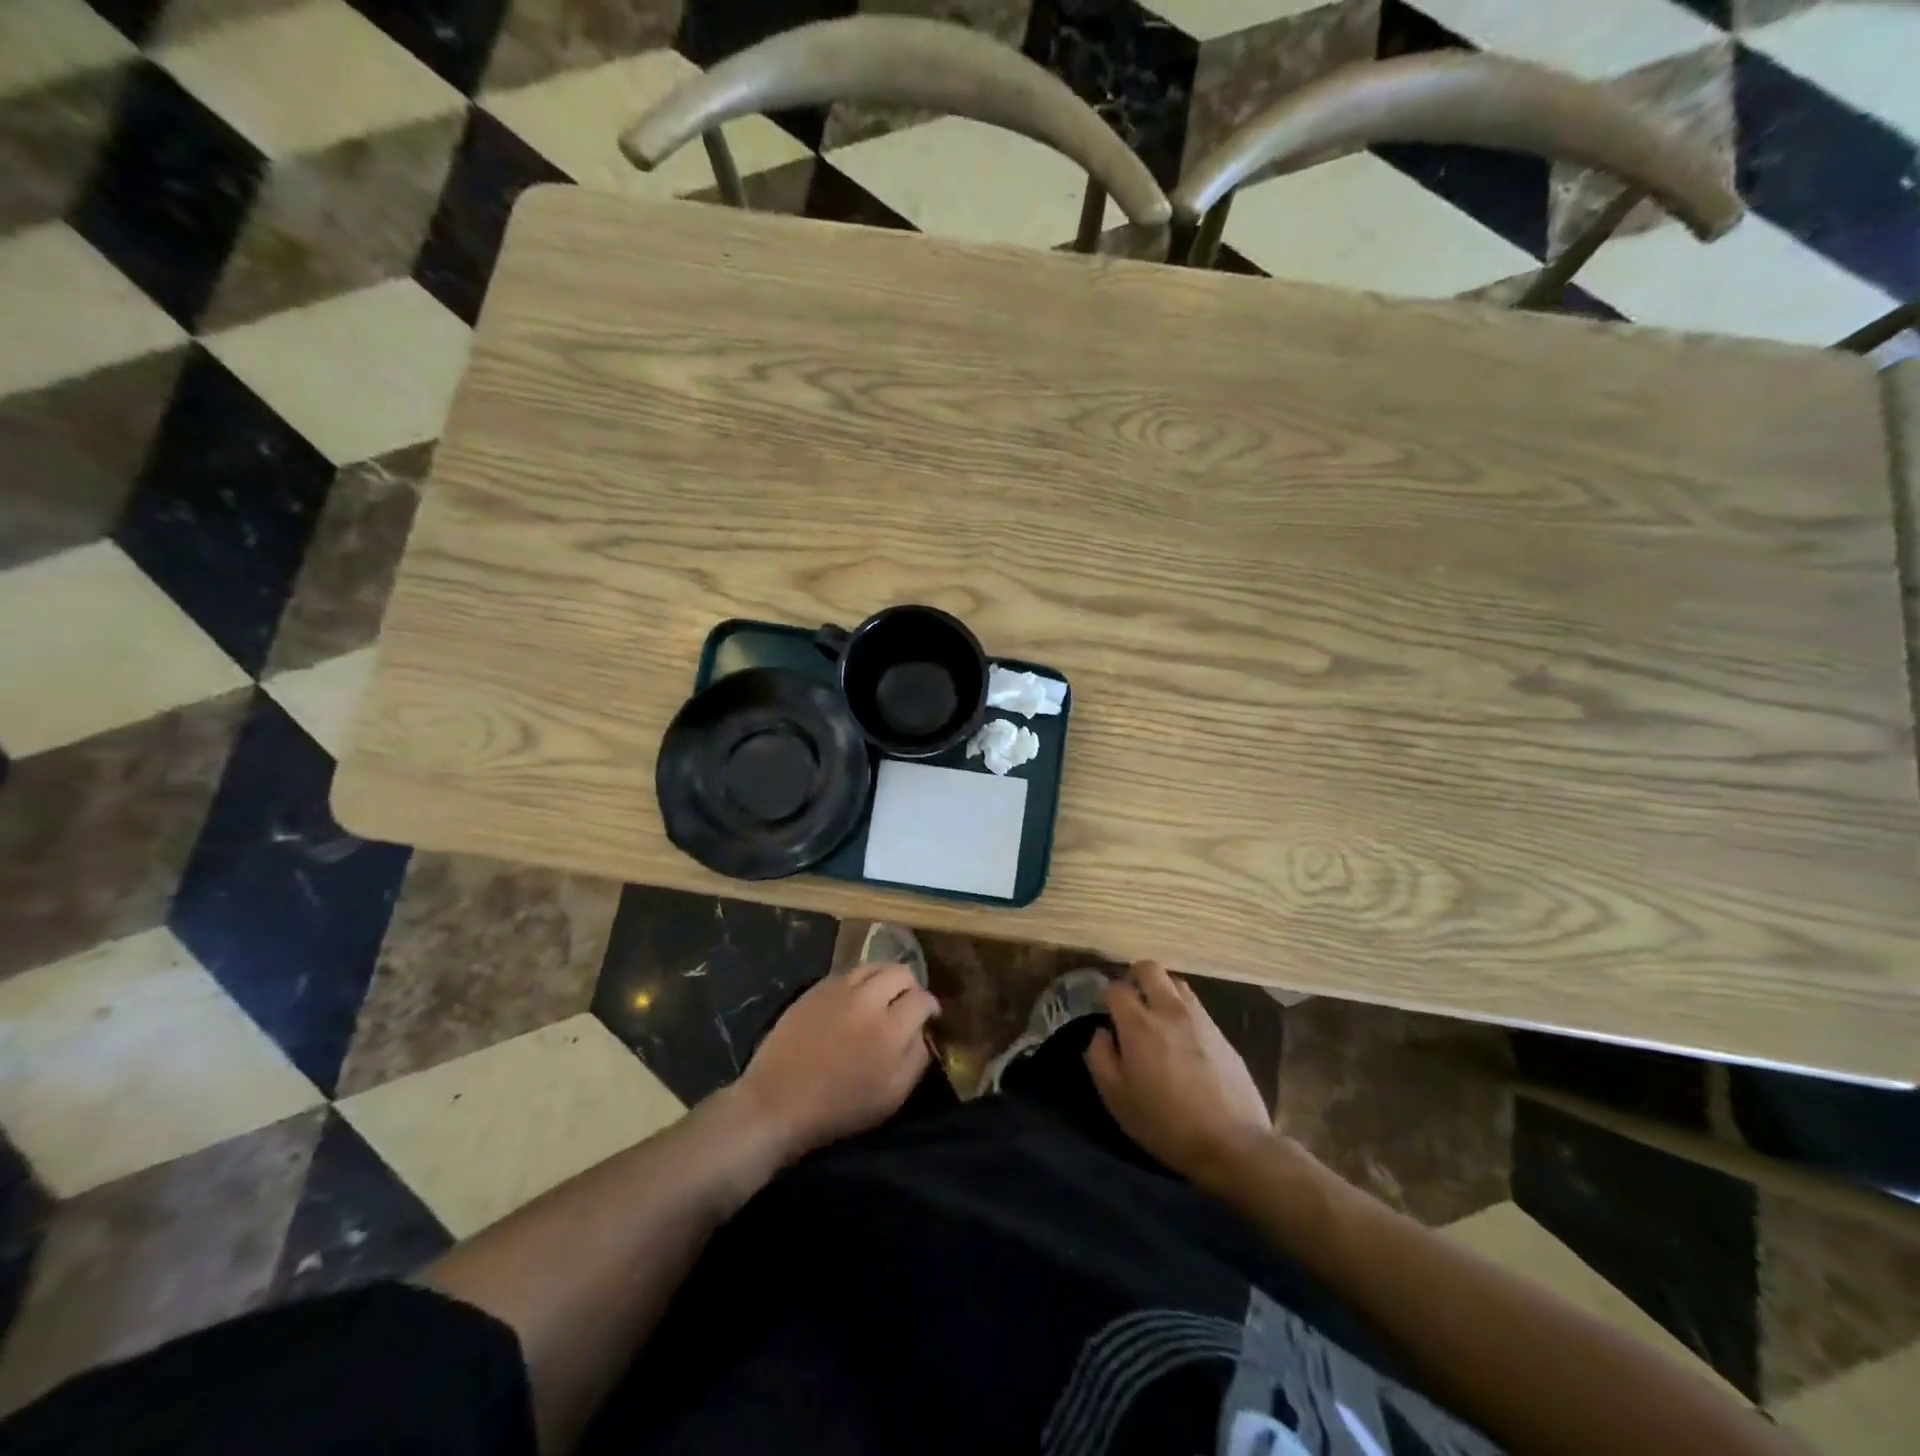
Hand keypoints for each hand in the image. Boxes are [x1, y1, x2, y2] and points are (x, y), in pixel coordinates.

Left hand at [736, 963, 939, 1162]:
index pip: (923, 998)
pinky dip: (859, 980)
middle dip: (911, 985)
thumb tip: (923, 1032)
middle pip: (901, 971)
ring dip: (885, 977)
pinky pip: (848, 972)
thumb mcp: (892, 1096)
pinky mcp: (816, 988)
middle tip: (906, 1004)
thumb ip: (916, 1059)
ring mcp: (840, 989)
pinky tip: (855, 998)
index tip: (929, 1016)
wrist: (779, 1102)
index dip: (930, 1006)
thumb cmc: (840, 1107)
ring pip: (874, 965)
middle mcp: (868, 999)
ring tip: (882, 995)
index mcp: (891, 1029)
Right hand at [1086, 962, 1276, 1191]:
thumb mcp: (1118, 1100)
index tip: (1106, 1010)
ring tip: (1157, 1016)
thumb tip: (1102, 1033)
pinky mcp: (1222, 1033)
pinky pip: (1197, 1007)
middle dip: (1135, 976)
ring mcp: (1200, 1019)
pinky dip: (1183, 1011)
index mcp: (1139, 1025)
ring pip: (1176, 983)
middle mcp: (1169, 1011)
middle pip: (1150, 969)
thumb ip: (1100, 1059)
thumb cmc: (1166, 1124)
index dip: (1107, 994)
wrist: (1233, 1143)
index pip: (1117, 988)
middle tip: (1131, 999)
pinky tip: (1183, 1039)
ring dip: (1162, 990)